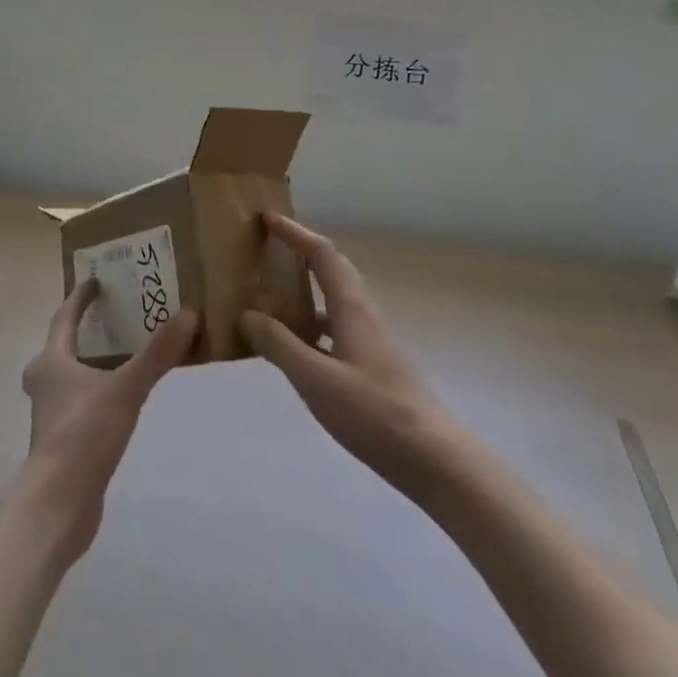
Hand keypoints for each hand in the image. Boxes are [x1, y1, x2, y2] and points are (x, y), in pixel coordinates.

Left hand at [19, 280, 198, 560]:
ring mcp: (52, 415)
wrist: (56, 509)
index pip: (64, 317)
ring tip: (128, 353)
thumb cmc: (82, 437)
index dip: (80, 297)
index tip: (97, 279)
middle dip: (86, 330)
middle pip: (64, 346)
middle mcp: (46, 383)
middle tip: (115, 317)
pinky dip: (101, 391)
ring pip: (73, 376)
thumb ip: (158, 353)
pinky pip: (84, 402)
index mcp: (51, 362)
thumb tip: (190, 312)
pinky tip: (125, 398)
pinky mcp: (63, 443)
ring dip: (94, 362)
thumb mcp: (126, 389)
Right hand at [241, 214, 459, 498]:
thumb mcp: (316, 379)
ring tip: (273, 296)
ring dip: (307, 289)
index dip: (295, 233)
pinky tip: (298, 348)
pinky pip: (337, 328)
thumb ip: (280, 345)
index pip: (322, 254)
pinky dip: (314, 325)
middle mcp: (363, 314)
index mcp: (352, 307)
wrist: (431, 457)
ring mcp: (371, 341)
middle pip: (333, 269)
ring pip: (335, 300)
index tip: (267, 219)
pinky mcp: (373, 366)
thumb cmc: (372, 412)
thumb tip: (247, 313)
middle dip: (302, 252)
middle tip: (270, 249)